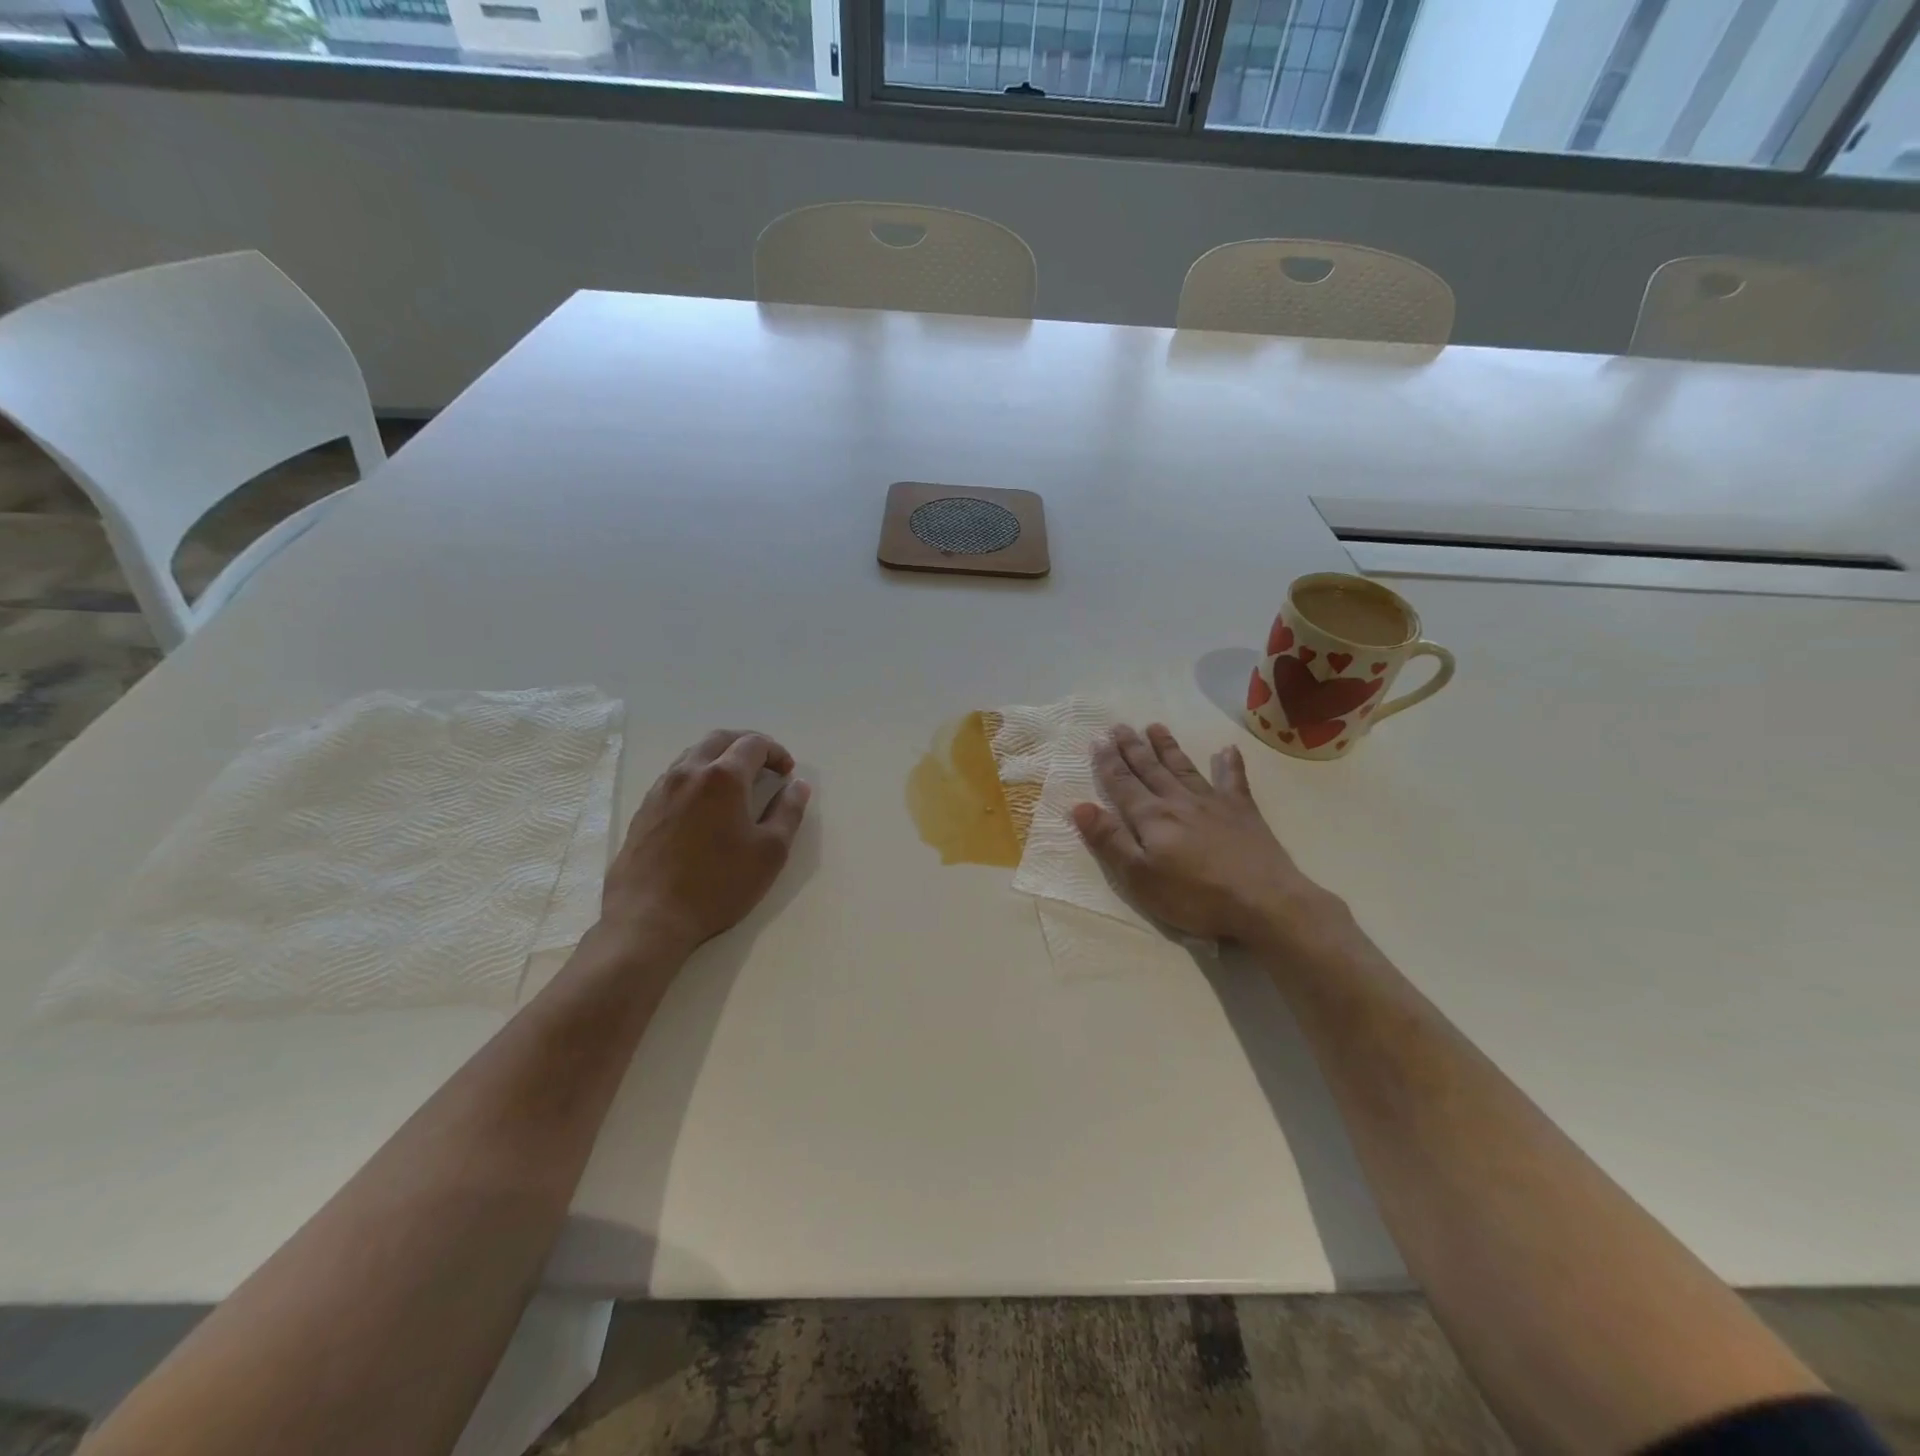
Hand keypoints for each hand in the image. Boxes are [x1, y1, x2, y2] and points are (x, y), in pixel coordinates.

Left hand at [599, 729, 810, 961]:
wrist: (649, 918)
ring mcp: (662, 789)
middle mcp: (689, 772)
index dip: (776, 752)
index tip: (788, 773)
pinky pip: (676, 776)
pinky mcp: (645, 809)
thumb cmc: (718, 885)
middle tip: (766, 765)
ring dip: (720, 758)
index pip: (754, 744)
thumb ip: (789, 812)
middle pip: (720, 739)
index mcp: (723, 777)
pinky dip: (698, 775)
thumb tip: (798, 786)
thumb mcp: (770, 852)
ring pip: (694, 754)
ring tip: (737, 783)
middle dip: (747, 745)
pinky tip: (706, 805)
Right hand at [1072, 723, 1340, 949]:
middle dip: (1132, 747)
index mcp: (1151, 817)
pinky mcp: (1242, 812)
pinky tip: (1227, 749)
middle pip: (1150, 769)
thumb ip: (1110, 840)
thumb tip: (1079, 806)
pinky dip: (1230, 764)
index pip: (1122, 784)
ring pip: (1184, 767)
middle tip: (1119, 726)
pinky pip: (1233, 780)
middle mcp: (1178, 801)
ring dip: (1167, 747)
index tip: (1097, 740)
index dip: (1107, 763)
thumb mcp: (1140, 877)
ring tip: (1155, 726)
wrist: (1263, 901)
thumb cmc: (1194, 896)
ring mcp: (1213, 803)